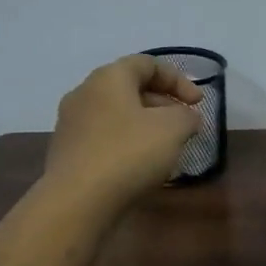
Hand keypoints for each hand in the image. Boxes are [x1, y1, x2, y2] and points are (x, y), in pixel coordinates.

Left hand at [45, 56, 204, 212]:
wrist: (77, 202)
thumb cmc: (128, 153)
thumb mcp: (173, 128)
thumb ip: (186, 116)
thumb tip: (186, 117)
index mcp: (108, 77)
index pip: (147, 64)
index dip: (178, 79)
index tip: (198, 103)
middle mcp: (84, 93)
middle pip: (130, 88)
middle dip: (163, 103)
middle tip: (185, 125)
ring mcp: (71, 124)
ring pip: (116, 115)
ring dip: (145, 125)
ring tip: (166, 147)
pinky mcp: (67, 152)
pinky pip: (103, 138)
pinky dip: (126, 144)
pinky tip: (140, 166)